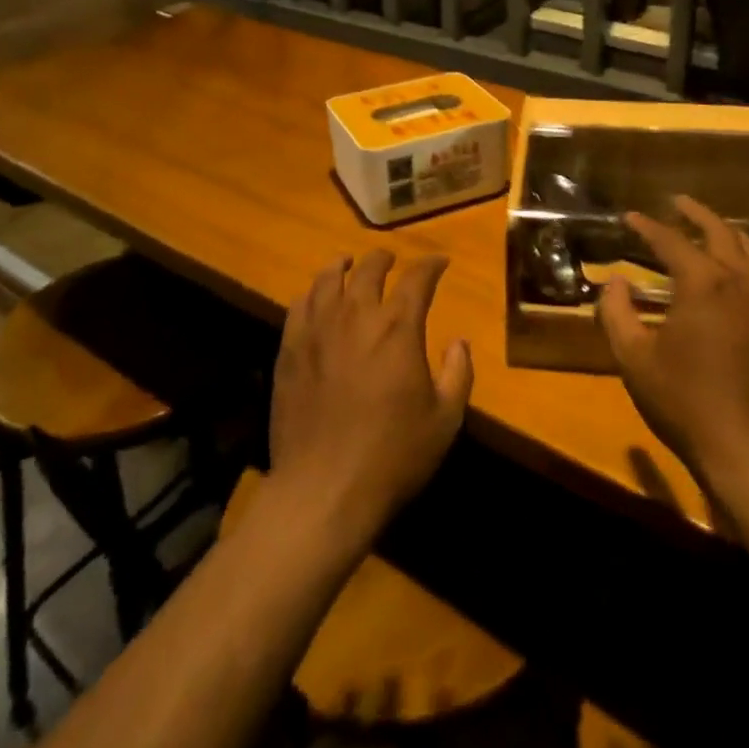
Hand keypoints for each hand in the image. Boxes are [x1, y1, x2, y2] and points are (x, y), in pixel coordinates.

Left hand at [268, 251, 473, 553]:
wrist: (323, 489)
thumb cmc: (392, 456)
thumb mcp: (444, 421)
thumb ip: (458, 374)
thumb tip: (458, 343)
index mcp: (398, 328)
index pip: (417, 279)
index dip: (431, 266)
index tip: (440, 263)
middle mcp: (356, 316)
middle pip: (369, 269)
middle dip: (384, 258)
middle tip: (391, 259)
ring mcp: (317, 331)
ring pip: (328, 279)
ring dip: (343, 266)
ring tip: (348, 263)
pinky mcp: (289, 350)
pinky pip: (299, 305)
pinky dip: (312, 292)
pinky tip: (316, 296)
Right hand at [597, 196, 748, 497]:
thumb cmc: (686, 403)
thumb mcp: (634, 359)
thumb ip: (616, 313)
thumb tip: (616, 282)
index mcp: (704, 283)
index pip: (671, 241)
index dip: (647, 226)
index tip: (629, 217)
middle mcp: (743, 282)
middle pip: (721, 232)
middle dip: (696, 214)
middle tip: (677, 203)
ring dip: (728, 233)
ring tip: (710, 229)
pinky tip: (742, 274)